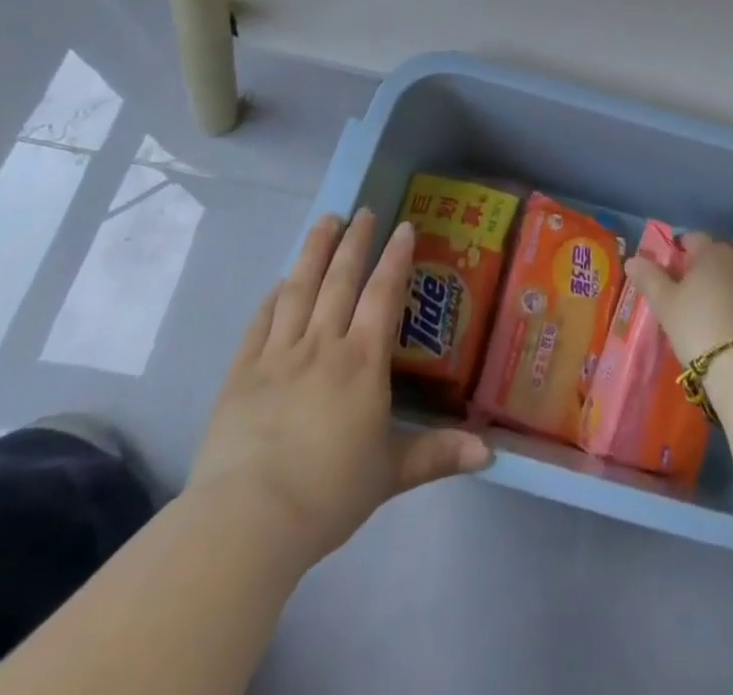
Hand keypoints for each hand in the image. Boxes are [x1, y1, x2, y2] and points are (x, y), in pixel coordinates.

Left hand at [188, 210, 490, 562]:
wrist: (247, 521)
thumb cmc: (328, 493)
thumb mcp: (390, 474)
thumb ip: (438, 455)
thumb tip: (491, 454)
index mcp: (362, 362)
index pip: (383, 294)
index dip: (395, 258)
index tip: (403, 227)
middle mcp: (322, 345)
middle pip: (340, 281)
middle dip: (354, 242)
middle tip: (362, 211)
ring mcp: (277, 356)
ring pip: (298, 289)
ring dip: (313, 252)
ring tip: (325, 221)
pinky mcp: (241, 374)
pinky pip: (260, 323)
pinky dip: (272, 297)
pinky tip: (279, 282)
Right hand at [624, 233, 732, 366]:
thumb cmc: (700, 327)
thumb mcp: (666, 305)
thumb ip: (649, 279)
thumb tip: (633, 259)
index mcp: (712, 251)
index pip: (695, 238)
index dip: (683, 248)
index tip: (674, 263)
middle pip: (727, 246)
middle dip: (714, 257)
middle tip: (700, 280)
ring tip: (726, 295)